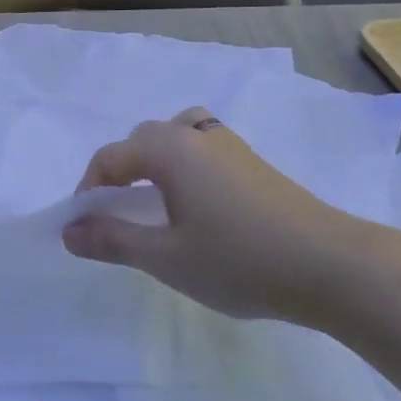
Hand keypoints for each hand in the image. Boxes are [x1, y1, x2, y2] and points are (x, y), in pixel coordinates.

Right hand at [63, 108, 384, 329]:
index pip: (109, 158)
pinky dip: (185, 167)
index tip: (84, 229)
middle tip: (117, 217)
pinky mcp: (255, 164)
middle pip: (142, 140)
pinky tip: (197, 208)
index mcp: (169, 149)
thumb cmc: (238, 260)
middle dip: (120, 173)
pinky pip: (204, 149)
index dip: (88, 191)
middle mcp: (197, 134)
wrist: (331, 266)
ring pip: (177, 137)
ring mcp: (231, 145)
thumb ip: (111, 239)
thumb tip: (69, 231)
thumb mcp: (164, 257)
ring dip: (155, 163)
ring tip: (156, 203)